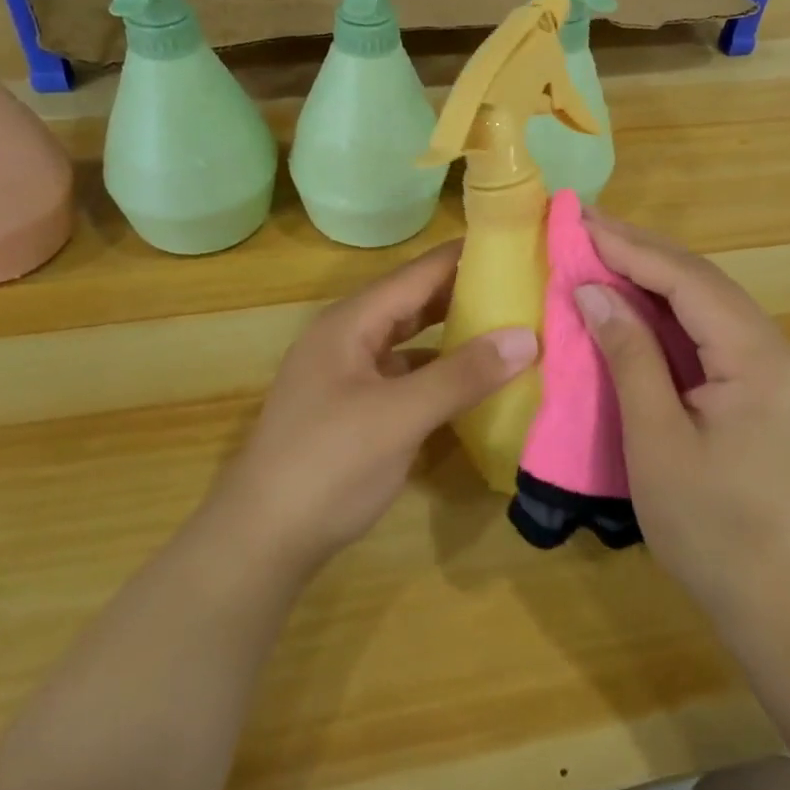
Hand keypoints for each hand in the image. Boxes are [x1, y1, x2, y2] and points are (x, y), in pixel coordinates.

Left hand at [214, 241, 536, 582]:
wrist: (260, 544)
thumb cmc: (328, 466)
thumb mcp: (400, 416)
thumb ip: (463, 375)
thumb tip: (528, 337)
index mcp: (351, 322)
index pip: (419, 273)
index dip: (467, 256)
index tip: (519, 246)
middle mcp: (348, 338)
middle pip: (414, 302)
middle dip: (466, 294)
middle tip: (525, 288)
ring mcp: (348, 375)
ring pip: (410, 341)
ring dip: (454, 335)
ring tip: (509, 328)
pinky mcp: (353, 410)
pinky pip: (404, 376)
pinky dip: (438, 374)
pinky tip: (472, 384)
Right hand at [573, 212, 789, 646]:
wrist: (786, 604)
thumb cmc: (712, 529)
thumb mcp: (657, 441)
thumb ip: (629, 357)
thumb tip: (593, 291)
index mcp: (758, 359)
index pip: (688, 280)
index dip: (631, 248)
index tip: (580, 221)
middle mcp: (777, 350)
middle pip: (704, 281)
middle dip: (643, 250)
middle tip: (586, 224)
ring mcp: (778, 369)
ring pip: (710, 302)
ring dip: (657, 276)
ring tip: (604, 251)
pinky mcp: (768, 388)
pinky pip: (715, 331)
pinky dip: (672, 311)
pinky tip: (639, 303)